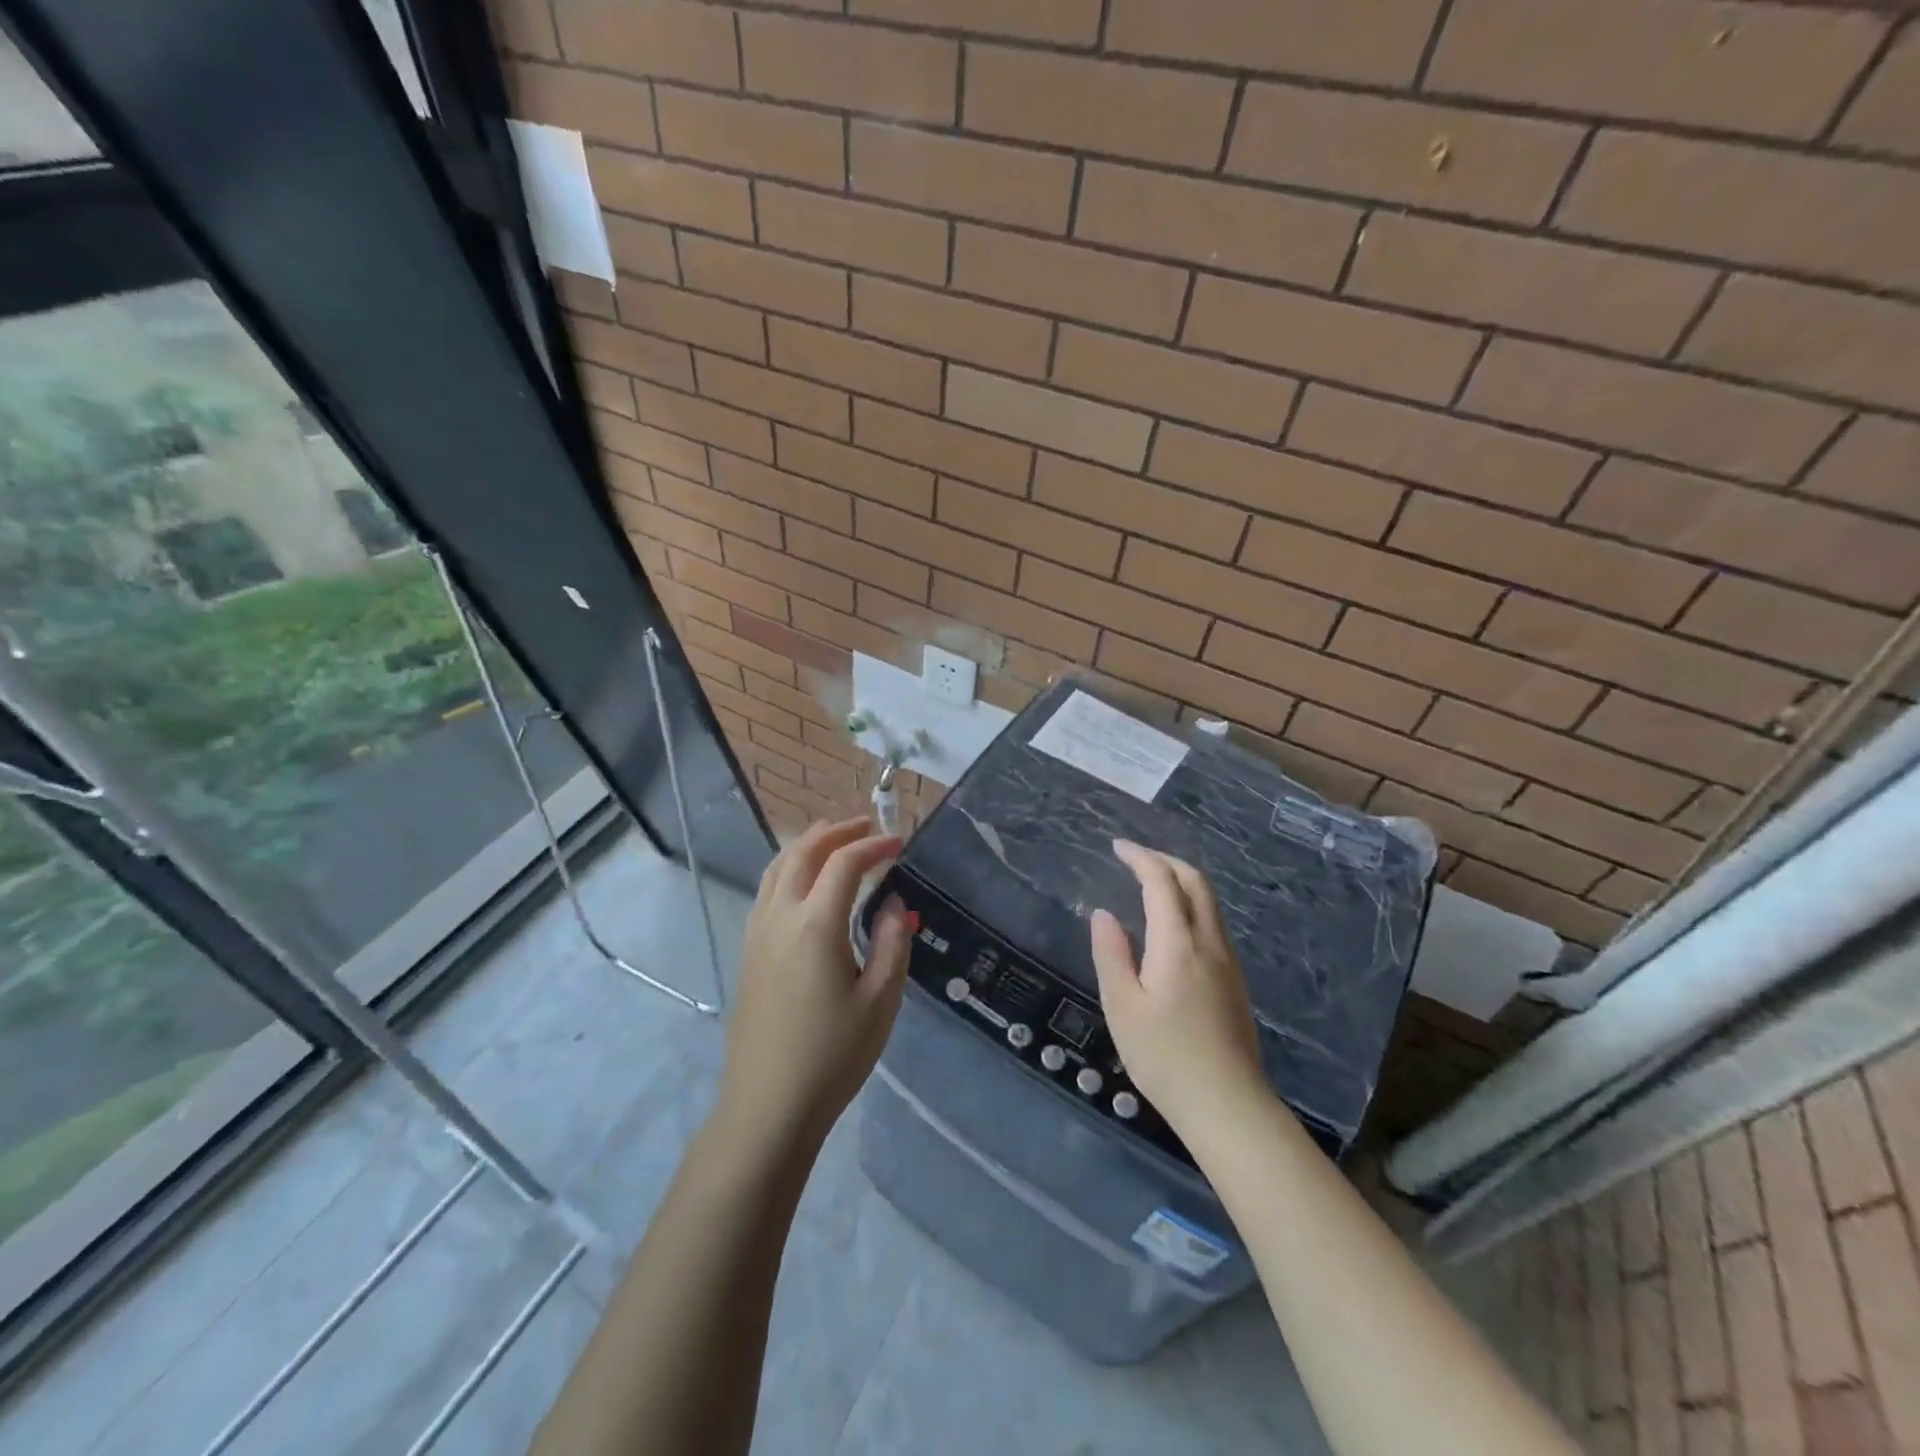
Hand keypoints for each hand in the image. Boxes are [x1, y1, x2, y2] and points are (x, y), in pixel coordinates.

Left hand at [716, 818, 911, 1157]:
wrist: (768, 1105)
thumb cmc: (833, 1055)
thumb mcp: (880, 1001)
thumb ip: (893, 943)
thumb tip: (893, 903)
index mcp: (815, 925)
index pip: (844, 863)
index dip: (874, 845)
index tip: (900, 844)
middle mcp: (779, 916)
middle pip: (802, 852)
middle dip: (836, 831)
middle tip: (867, 826)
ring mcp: (757, 932)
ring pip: (777, 867)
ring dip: (807, 844)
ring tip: (835, 839)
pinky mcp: (747, 951)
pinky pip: (766, 889)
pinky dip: (788, 867)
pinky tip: (805, 882)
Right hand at [1089, 839, 1265, 1133]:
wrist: (1227, 1105)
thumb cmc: (1164, 1057)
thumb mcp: (1122, 1006)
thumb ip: (1111, 953)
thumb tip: (1104, 914)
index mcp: (1178, 943)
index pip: (1162, 882)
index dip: (1140, 857)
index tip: (1117, 846)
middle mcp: (1209, 942)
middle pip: (1196, 882)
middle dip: (1165, 860)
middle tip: (1135, 858)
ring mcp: (1228, 961)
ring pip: (1209, 902)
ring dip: (1181, 881)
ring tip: (1151, 884)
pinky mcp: (1235, 981)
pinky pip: (1213, 923)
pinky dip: (1191, 904)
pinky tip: (1172, 924)